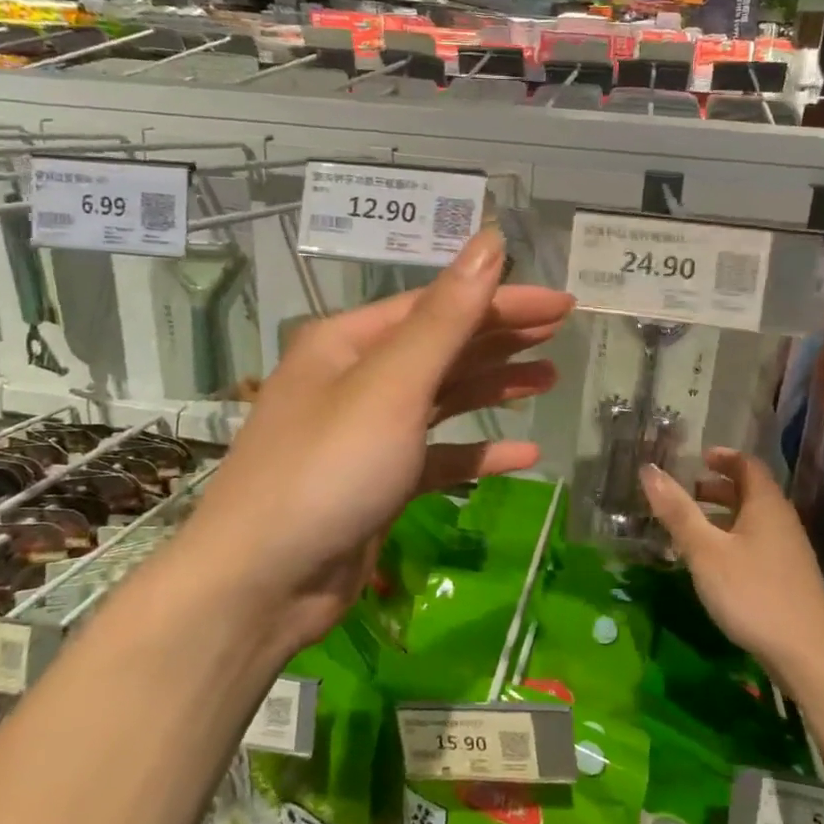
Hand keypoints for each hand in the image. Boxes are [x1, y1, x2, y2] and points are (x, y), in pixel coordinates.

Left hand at [180, 228, 572, 656]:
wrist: (262, 583)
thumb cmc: (328, 469)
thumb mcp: (392, 385)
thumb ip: (447, 317)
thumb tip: (489, 240)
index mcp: (349, 342)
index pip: (438, 306)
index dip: (502, 301)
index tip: (561, 306)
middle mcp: (355, 379)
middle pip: (440, 347)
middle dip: (500, 339)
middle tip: (561, 333)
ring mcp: (366, 434)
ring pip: (441, 399)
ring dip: (493, 388)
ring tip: (548, 380)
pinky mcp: (378, 483)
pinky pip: (437, 456)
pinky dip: (477, 453)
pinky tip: (524, 455)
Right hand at [640, 448, 823, 676]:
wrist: (807, 655)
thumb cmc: (752, 593)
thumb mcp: (705, 551)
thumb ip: (677, 511)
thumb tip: (648, 470)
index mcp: (766, 505)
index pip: (748, 465)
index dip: (723, 457)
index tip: (698, 458)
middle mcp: (782, 521)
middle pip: (751, 491)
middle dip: (719, 487)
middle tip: (687, 492)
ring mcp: (789, 551)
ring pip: (754, 519)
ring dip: (724, 515)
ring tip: (692, 527)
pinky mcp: (788, 577)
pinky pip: (757, 542)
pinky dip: (733, 538)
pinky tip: (714, 562)